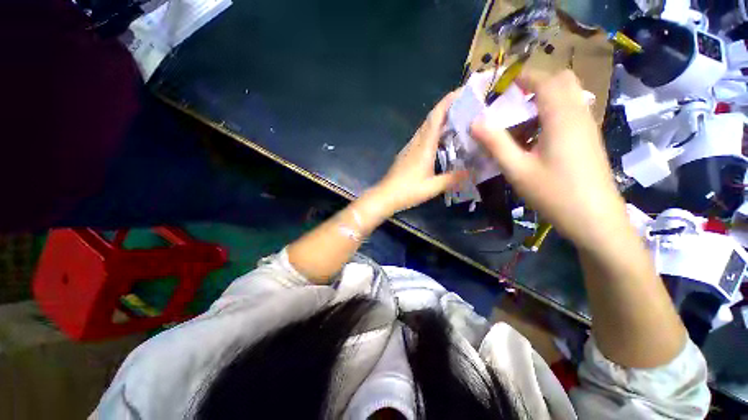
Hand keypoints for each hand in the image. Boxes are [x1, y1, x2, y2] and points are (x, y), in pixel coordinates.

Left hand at [368, 92, 467, 216]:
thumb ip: (452, 178)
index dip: (448, 101)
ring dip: (441, 121)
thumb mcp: (432, 187)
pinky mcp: (407, 154)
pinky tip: (442, 140)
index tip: (462, 91)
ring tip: (459, 121)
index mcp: (423, 146)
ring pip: (426, 128)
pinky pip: (422, 137)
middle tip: (467, 106)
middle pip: (431, 119)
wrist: (385, 196)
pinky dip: (434, 133)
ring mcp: (410, 148)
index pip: (435, 117)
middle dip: (448, 108)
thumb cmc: (407, 191)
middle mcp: (416, 142)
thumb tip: (472, 171)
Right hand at [470, 70, 628, 248]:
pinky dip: (549, 115)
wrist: (595, 219)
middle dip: (534, 85)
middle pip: (561, 82)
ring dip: (541, 101)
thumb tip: (475, 122)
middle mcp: (578, 115)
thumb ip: (495, 143)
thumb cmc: (554, 193)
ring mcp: (586, 127)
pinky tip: (533, 139)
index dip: (521, 77)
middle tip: (509, 103)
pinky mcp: (587, 139)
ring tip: (516, 122)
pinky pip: (569, 114)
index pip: (544, 80)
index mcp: (562, 117)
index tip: (499, 86)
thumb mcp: (517, 169)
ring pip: (566, 97)